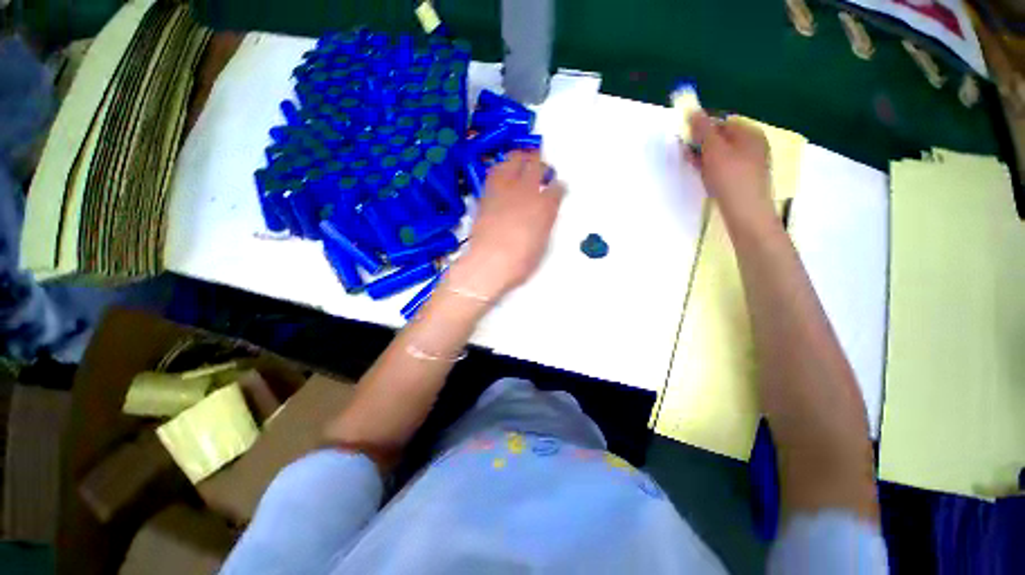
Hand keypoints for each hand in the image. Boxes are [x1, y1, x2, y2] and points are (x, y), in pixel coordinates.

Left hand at [447, 151, 564, 301]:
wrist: (489, 263)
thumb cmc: (520, 261)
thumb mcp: (541, 244)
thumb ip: (544, 223)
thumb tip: (543, 213)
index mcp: (545, 207)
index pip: (557, 188)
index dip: (559, 187)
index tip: (558, 188)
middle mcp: (527, 192)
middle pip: (537, 166)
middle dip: (542, 165)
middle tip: (542, 169)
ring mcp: (505, 190)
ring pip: (514, 160)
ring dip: (521, 159)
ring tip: (523, 162)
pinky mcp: (488, 193)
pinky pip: (495, 172)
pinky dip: (502, 169)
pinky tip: (504, 174)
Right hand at [688, 112, 776, 231]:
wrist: (746, 212)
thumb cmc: (730, 177)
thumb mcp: (714, 149)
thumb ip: (703, 129)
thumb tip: (693, 111)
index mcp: (750, 133)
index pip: (721, 122)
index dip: (702, 129)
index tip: (686, 139)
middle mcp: (753, 145)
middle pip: (722, 139)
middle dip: (702, 144)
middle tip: (686, 154)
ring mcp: (750, 163)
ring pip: (722, 154)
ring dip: (704, 157)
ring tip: (693, 166)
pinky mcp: (744, 179)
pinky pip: (725, 168)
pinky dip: (712, 169)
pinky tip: (704, 177)